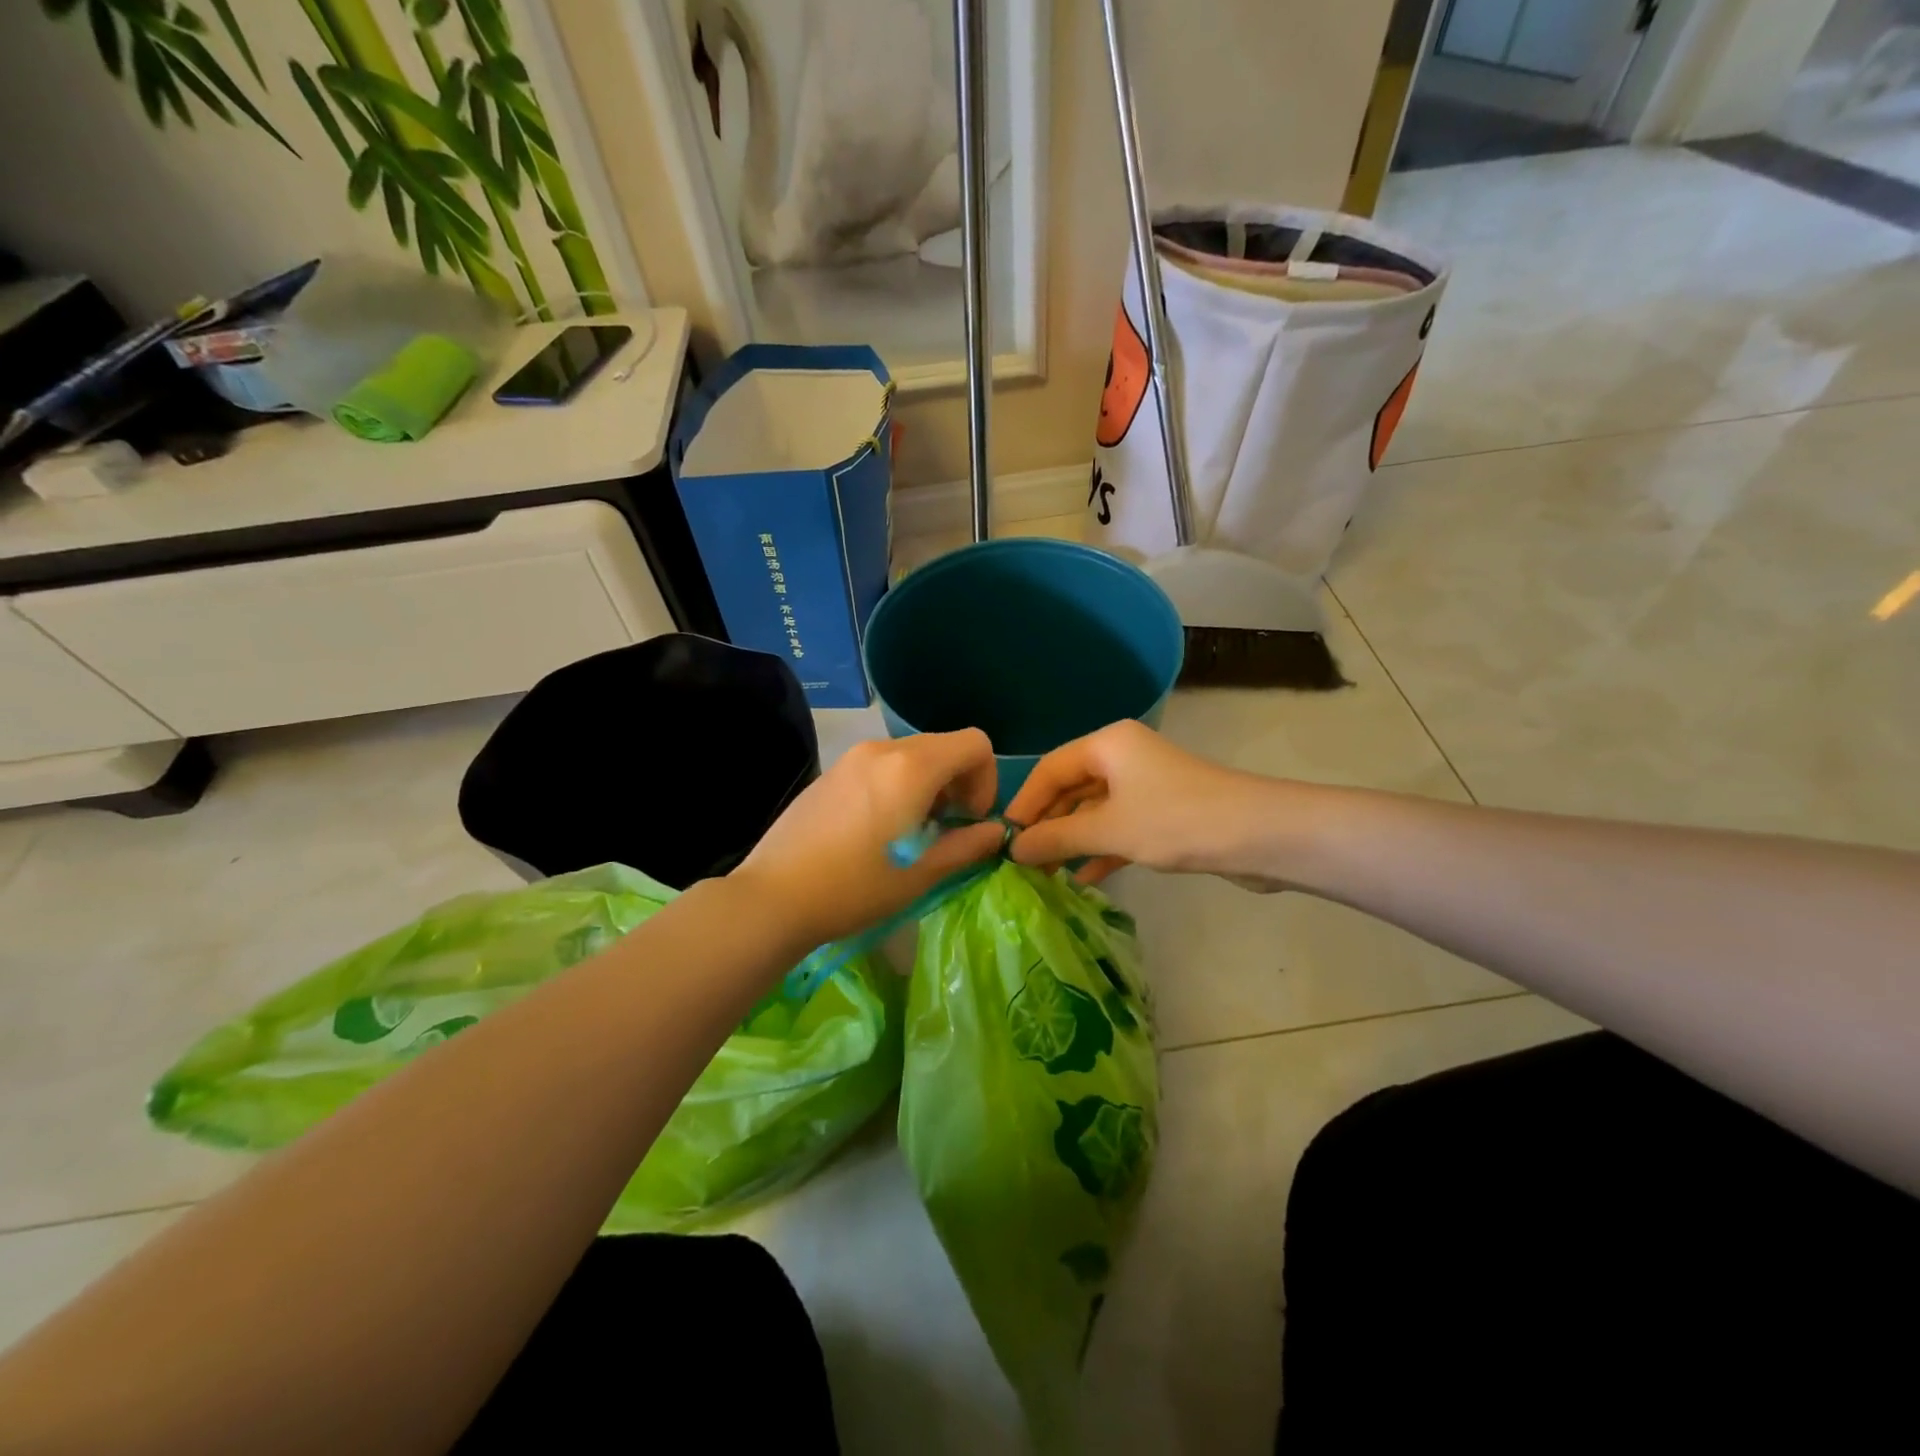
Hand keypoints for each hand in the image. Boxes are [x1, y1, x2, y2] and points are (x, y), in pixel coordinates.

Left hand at [731, 730, 1006, 946]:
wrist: (773, 897)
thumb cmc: (854, 888)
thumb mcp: (920, 874)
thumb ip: (966, 846)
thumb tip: (996, 831)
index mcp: (911, 767)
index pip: (975, 744)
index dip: (986, 779)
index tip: (970, 819)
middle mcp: (883, 749)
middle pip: (944, 746)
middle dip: (959, 783)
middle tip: (946, 829)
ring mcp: (852, 757)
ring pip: (912, 755)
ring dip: (929, 785)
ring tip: (912, 831)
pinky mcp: (832, 771)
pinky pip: (881, 764)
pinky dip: (898, 784)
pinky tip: (878, 828)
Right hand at [1006, 721, 1279, 885]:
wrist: (1259, 836)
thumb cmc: (1176, 820)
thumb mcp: (1109, 829)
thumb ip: (1057, 837)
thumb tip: (1013, 848)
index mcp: (1107, 744)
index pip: (1050, 768)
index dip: (1024, 802)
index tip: (1002, 838)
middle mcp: (1123, 757)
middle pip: (1071, 788)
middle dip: (1047, 825)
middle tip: (1021, 862)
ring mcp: (1145, 785)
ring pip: (1095, 811)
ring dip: (1072, 841)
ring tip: (1044, 875)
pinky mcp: (1164, 813)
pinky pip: (1119, 827)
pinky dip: (1101, 849)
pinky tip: (1083, 878)